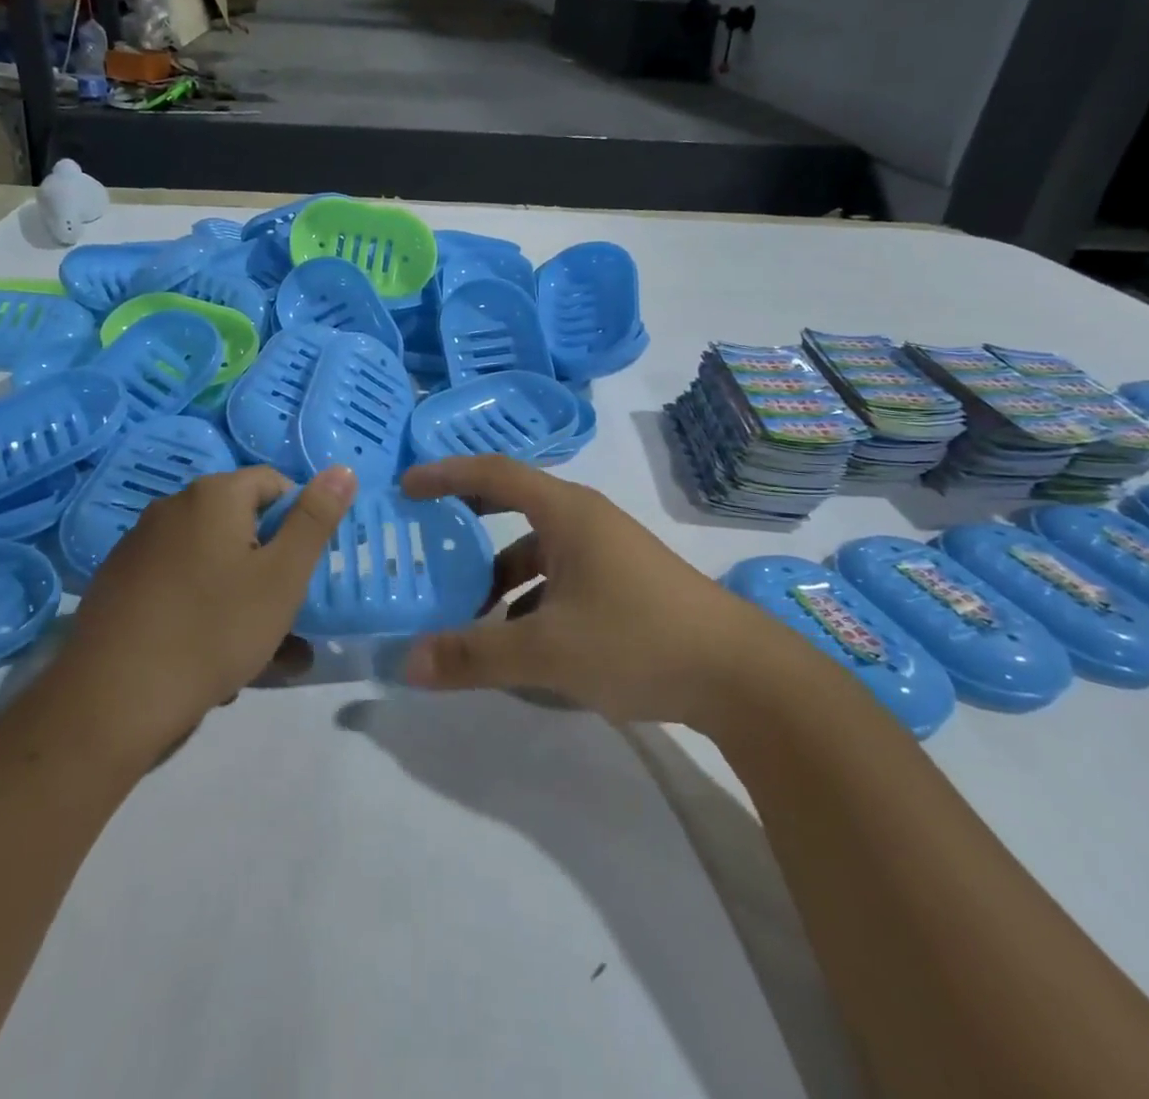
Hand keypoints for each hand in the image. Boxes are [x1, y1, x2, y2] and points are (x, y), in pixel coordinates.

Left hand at [63, 465, 355, 747]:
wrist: (113, 700)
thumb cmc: (214, 629)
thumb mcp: (283, 576)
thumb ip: (315, 519)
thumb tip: (342, 469)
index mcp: (213, 495)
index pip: (273, 484)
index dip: (297, 522)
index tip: (303, 569)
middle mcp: (172, 508)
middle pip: (240, 524)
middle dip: (268, 567)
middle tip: (283, 616)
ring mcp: (139, 547)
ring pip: (210, 561)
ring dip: (239, 595)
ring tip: (254, 651)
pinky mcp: (118, 585)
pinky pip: (177, 585)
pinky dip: (200, 608)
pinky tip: (207, 656)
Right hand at [398, 456, 775, 725]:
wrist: (741, 676)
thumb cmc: (638, 640)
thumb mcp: (546, 651)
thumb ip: (473, 655)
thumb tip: (407, 662)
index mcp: (566, 513)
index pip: (494, 472)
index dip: (446, 474)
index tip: (407, 488)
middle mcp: (586, 521)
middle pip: (514, 505)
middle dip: (469, 520)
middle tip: (429, 537)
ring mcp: (608, 552)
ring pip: (538, 551)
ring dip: (500, 576)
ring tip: (469, 615)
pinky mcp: (624, 583)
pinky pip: (561, 578)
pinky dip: (531, 599)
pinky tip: (521, 643)